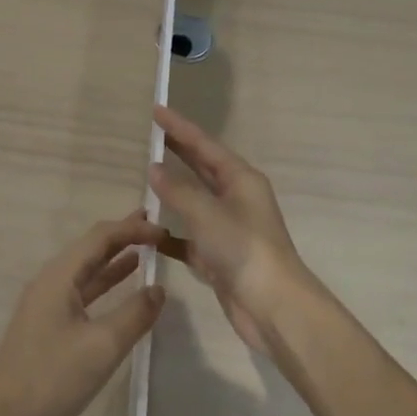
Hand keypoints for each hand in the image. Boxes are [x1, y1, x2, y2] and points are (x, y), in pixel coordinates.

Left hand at [0, 212, 168, 415]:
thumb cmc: (53, 378)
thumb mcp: (102, 346)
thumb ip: (134, 314)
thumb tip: (159, 289)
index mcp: (58, 276)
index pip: (99, 238)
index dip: (132, 229)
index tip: (164, 230)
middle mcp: (50, 281)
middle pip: (90, 248)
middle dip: (122, 236)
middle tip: (155, 228)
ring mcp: (47, 303)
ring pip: (86, 270)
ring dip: (115, 259)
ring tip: (145, 250)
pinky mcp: (49, 325)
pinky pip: (82, 291)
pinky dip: (104, 284)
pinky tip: (123, 287)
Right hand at [150, 105, 323, 356]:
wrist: (272, 305)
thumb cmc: (243, 248)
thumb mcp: (206, 213)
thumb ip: (177, 191)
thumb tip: (154, 169)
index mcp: (241, 180)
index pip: (205, 145)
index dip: (179, 127)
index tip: (156, 110)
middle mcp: (236, 199)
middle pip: (202, 168)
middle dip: (178, 152)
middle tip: (150, 135)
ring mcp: (227, 228)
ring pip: (193, 202)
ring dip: (171, 192)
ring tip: (144, 177)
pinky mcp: (218, 256)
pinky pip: (188, 237)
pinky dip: (169, 233)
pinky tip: (148, 232)